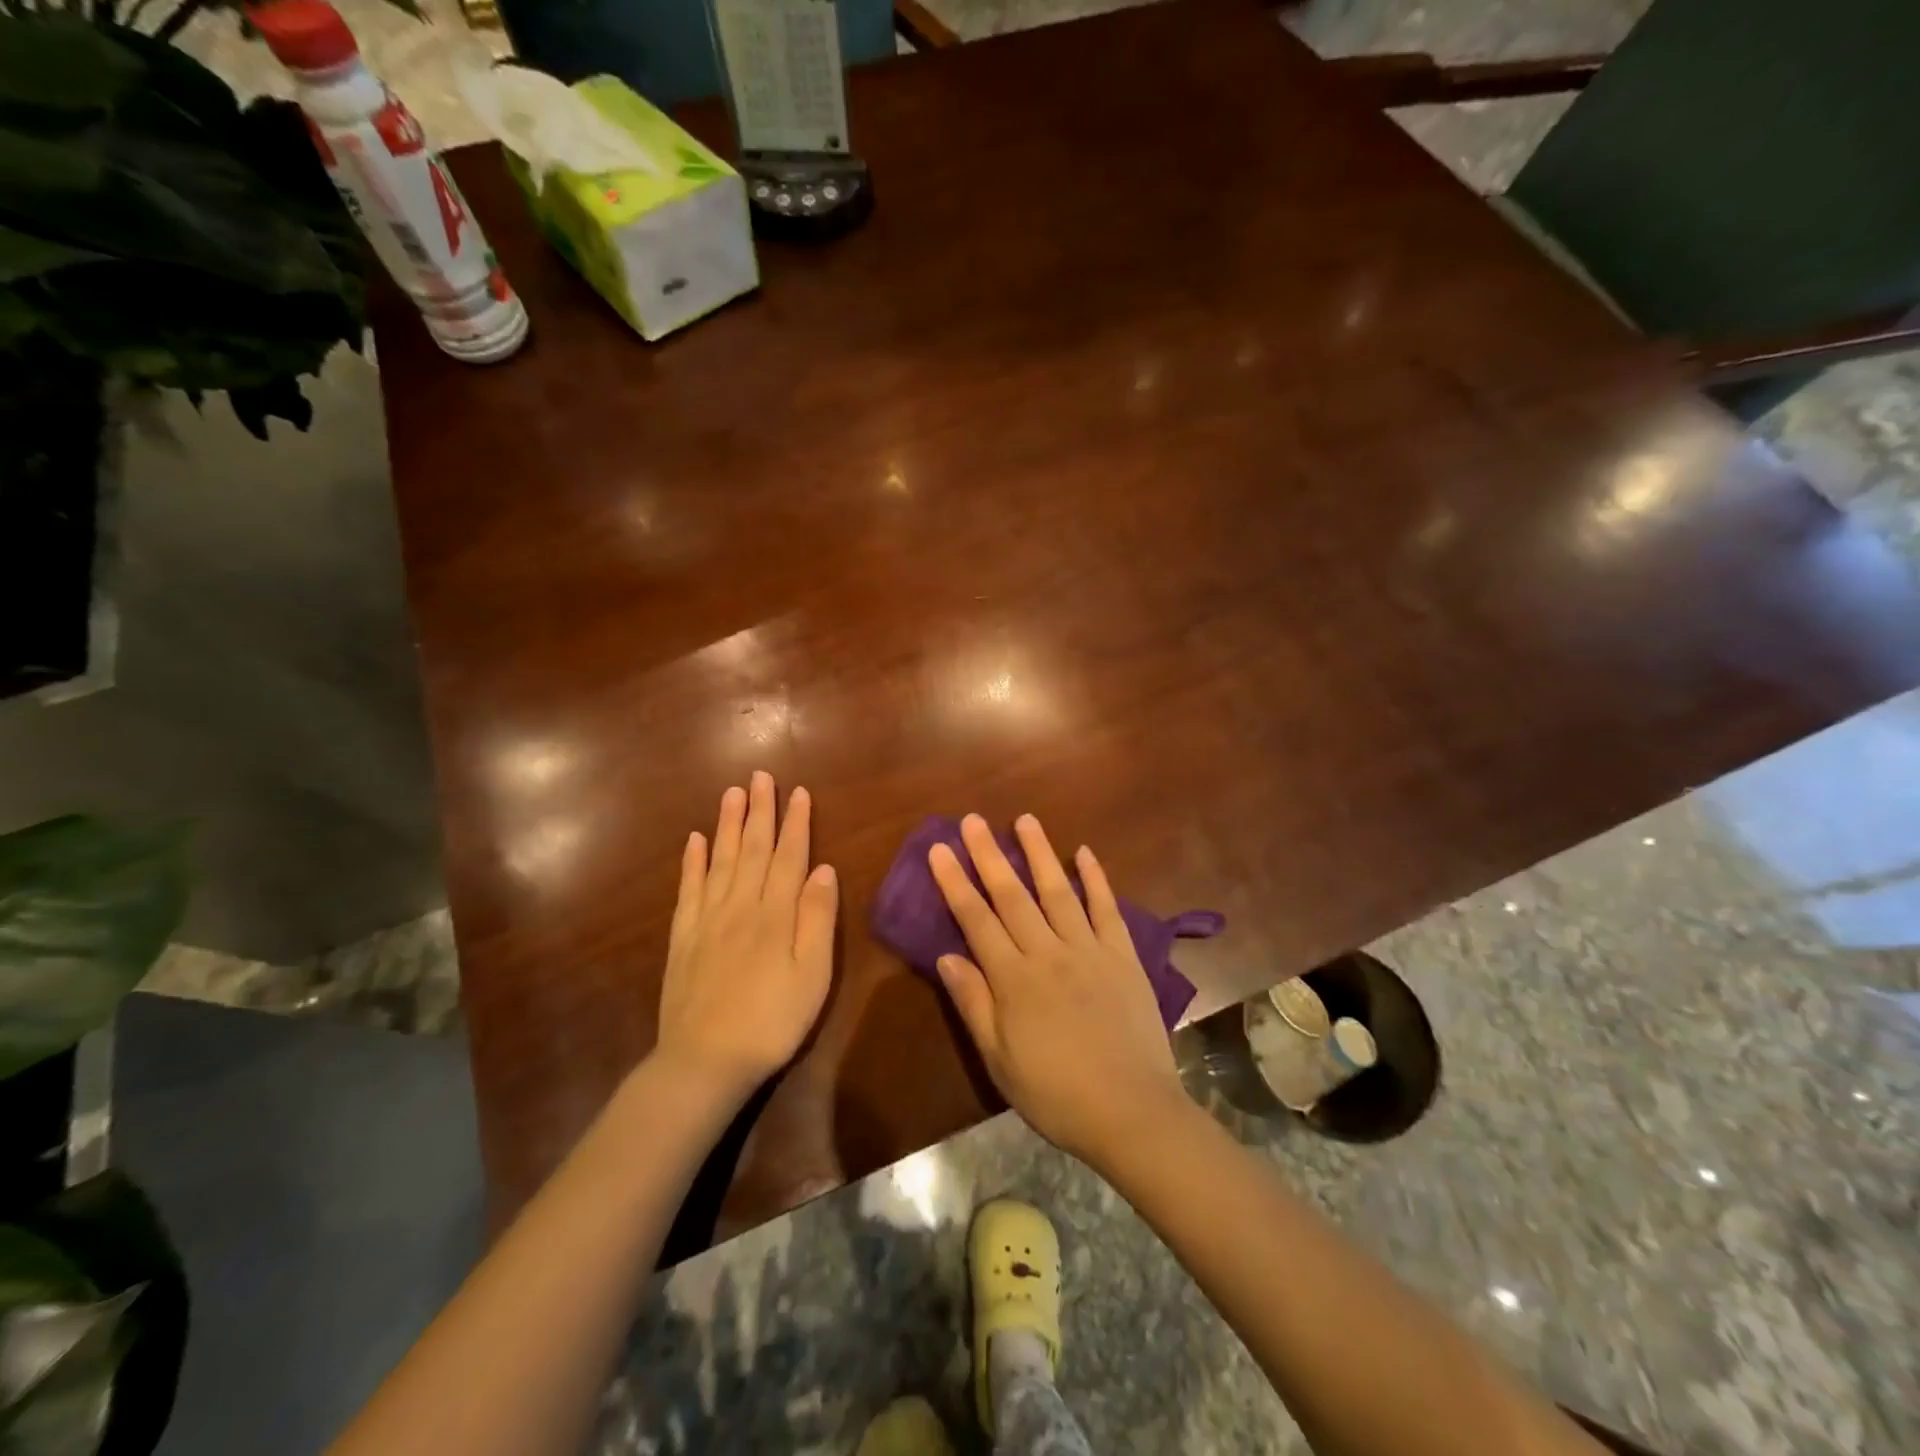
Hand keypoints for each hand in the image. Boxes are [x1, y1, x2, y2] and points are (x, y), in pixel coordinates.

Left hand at [655, 772, 837, 1102]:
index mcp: (775, 913)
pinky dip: (691, 862)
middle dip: (759, 810)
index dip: (795, 823)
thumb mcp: (813, 974)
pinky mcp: (683, 938)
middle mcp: (740, 905)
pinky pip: (688, 889)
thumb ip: (818, 918)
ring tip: (732, 793)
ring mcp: (707, 920)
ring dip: (727, 824)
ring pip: (719, 860)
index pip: (788, 856)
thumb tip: (824, 868)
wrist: (705, 1061)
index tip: (798, 792)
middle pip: (752, 848)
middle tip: (760, 776)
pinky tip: (693, 841)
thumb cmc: (772, 1020)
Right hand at [928, 813, 1188, 1164]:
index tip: (940, 849)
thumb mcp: (999, 1060)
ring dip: (1040, 853)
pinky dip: (1095, 879)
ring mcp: (1089, 950)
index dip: (955, 882)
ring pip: (1058, 891)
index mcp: (1014, 979)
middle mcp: (1048, 953)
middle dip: (989, 855)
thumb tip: (946, 956)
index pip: (976, 920)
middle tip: (973, 820)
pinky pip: (1107, 909)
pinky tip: (1085, 853)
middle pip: (1012, 895)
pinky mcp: (1123, 956)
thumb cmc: (1056, 1094)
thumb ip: (973, 1004)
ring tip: (1025, 819)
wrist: (1132, 1112)